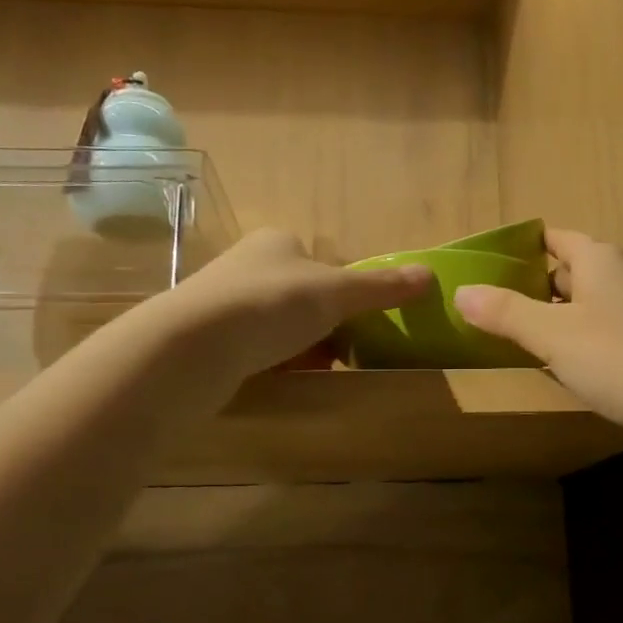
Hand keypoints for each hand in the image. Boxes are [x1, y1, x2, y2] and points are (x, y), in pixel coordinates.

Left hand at [150, 229, 431, 386]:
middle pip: (303, 297)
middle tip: (344, 354)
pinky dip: (274, 363)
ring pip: (279, 326)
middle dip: (325, 326)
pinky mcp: (207, 338)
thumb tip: (430, 274)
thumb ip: (381, 286)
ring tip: (317, 371)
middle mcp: (247, 264)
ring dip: (302, 347)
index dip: (346, 293)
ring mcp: (222, 301)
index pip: (323, 264)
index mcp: (277, 242)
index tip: (359, 324)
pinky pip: (254, 349)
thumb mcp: (336, 293)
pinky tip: (284, 381)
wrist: (191, 346)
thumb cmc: (270, 305)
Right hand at [453, 230, 622, 442]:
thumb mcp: (553, 337)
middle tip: (504, 313)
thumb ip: (506, 313)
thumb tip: (461, 292)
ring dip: (567, 315)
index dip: (523, 250)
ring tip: (536, 342)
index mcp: (600, 258)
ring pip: (598, 299)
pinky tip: (585, 365)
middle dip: (540, 287)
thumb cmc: (622, 359)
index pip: (554, 238)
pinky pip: (619, 323)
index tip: (493, 271)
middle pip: (575, 269)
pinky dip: (594, 335)